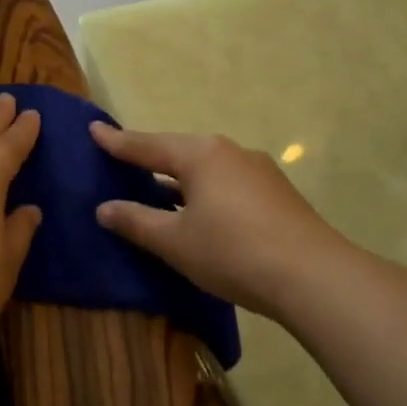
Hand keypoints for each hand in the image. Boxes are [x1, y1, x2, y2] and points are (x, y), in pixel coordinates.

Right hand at [89, 122, 347, 321]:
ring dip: (179, 179)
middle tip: (123, 161)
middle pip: (179, 152)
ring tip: (157, 190)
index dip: (117, 142)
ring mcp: (259, 171)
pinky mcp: (277, 194)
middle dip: (151, 157)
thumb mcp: (174, 241)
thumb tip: (104, 208)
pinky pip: (228, 184)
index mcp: (200, 155)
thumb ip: (136, 221)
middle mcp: (231, 152)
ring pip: (207, 169)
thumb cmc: (231, 252)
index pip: (147, 145)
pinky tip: (200, 213)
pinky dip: (205, 192)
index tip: (94, 129)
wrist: (312, 276)